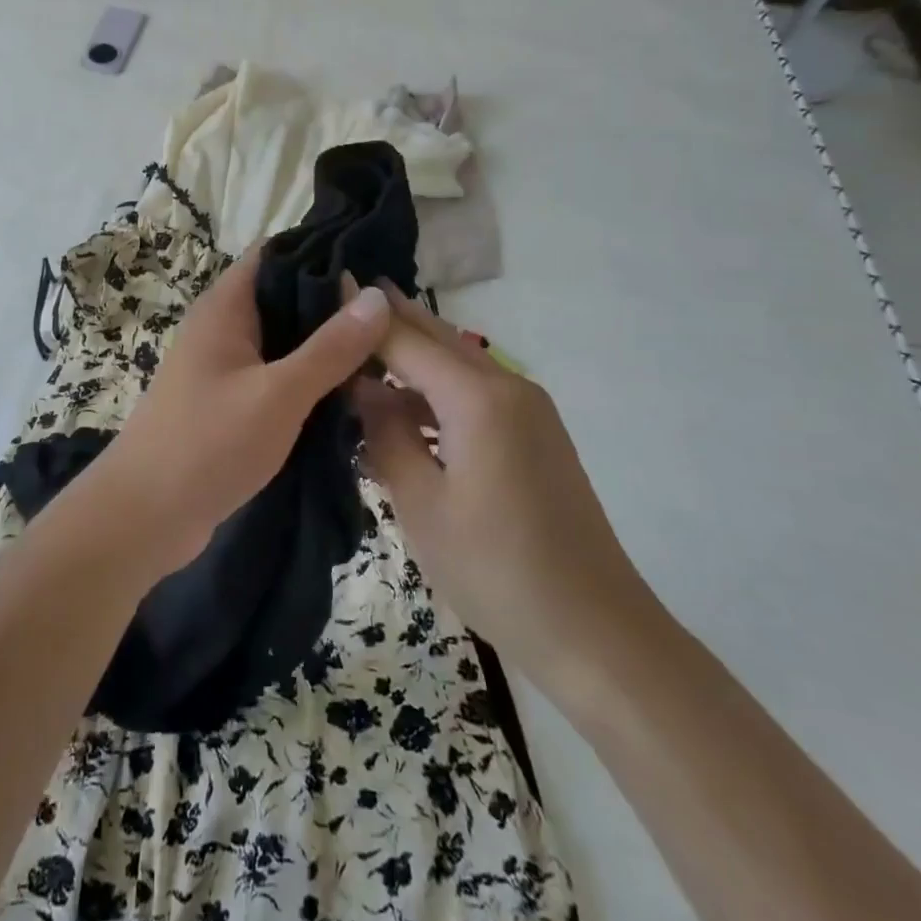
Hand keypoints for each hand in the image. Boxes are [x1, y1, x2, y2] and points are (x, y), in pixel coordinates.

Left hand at [88, 247, 391, 576]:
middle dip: (335, 305)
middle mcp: (223, 326)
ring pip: (285, 340)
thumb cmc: (208, 444)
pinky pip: (277, 375)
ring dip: (326, 347)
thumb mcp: (279, 394)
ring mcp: (224, 365)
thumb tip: (377, 296)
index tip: (377, 266)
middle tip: (395, 317)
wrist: (144, 518)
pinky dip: (309, 379)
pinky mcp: (230, 401)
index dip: (324, 252)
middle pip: (285, 296)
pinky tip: (350, 393)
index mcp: (225, 307)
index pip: (277, 253)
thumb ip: (330, 348)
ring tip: (386, 353)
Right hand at [353, 284, 660, 690]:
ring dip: (411, 355)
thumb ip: (386, 434)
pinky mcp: (535, 435)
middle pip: (437, 336)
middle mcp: (507, 386)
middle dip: (390, 318)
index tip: (324, 287)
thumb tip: (363, 387)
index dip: (362, 316)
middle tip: (340, 297)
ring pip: (456, 362)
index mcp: (477, 398)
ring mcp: (528, 409)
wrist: (596, 633)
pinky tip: (403, 408)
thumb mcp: (421, 504)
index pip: (405, 339)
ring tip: (360, 352)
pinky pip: (474, 392)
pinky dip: (435, 389)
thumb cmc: (496, 569)